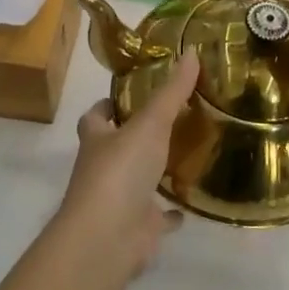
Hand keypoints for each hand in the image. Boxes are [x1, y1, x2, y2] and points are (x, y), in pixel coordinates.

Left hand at [52, 49, 199, 274]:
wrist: (108, 237)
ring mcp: (119, 200)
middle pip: (116, 147)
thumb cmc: (120, 172)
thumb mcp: (149, 124)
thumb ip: (171, 93)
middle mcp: (103, 168)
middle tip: (172, 119)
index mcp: (97, 140)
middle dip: (136, 136)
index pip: (95, 116)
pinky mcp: (138, 227)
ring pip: (138, 180)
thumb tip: (192, 52)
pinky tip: (190, 202)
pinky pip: (157, 216)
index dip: (109, 105)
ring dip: (155, 171)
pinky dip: (170, 212)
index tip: (132, 94)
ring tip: (187, 154)